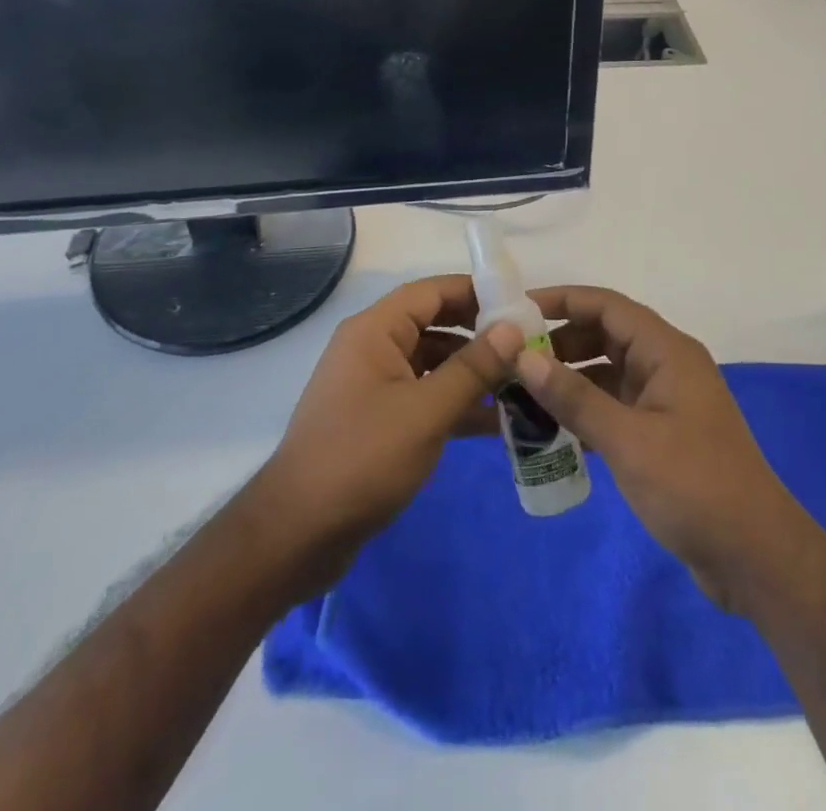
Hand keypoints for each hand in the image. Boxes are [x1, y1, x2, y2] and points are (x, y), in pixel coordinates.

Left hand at [250, 274, 523, 593]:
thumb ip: (473, 368)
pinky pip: (423, 396)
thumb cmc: (363, 458)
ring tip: (521, 386)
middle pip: (434, 325)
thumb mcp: (426, 411)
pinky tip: (495, 423)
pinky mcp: (377, 420)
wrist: (297, 533)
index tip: (519, 305)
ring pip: (432, 363)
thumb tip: (512, 329)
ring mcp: (373, 385)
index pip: (431, 291)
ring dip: (472, 373)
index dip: (476, 292)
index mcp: (375, 330)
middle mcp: (372, 348)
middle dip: (480, 335)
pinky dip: (455, 404)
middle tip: (528, 347)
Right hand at [515, 286, 813, 612]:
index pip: (607, 305)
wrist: (755, 558)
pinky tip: (550, 429)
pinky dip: (583, 410)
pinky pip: (613, 406)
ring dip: (568, 379)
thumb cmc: (694, 487)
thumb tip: (523, 356)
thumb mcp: (627, 440)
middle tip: (510, 359)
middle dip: (559, 342)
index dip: (562, 301)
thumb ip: (574, 397)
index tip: (515, 310)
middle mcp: (666, 365)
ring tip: (520, 394)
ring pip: (607, 373)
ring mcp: (665, 401)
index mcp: (667, 351)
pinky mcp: (661, 434)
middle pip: (605, 335)